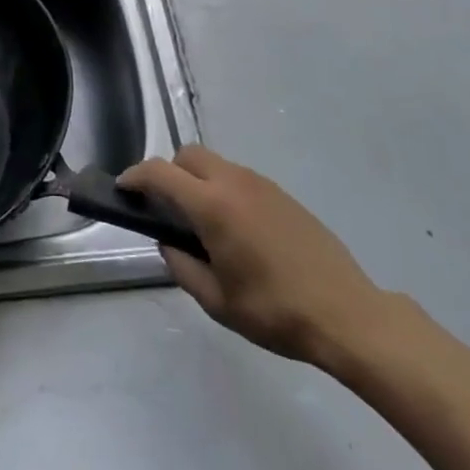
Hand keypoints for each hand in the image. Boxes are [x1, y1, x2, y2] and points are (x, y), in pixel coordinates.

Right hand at [119, 146, 386, 370]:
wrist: (347, 315)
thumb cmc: (275, 311)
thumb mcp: (217, 301)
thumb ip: (182, 267)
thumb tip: (169, 244)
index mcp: (212, 206)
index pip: (160, 173)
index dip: (135, 176)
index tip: (122, 188)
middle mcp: (234, 183)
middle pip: (188, 155)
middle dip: (168, 172)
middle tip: (164, 207)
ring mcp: (262, 185)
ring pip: (216, 163)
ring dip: (198, 180)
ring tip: (201, 222)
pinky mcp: (283, 195)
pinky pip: (240, 178)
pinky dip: (224, 189)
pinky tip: (235, 228)